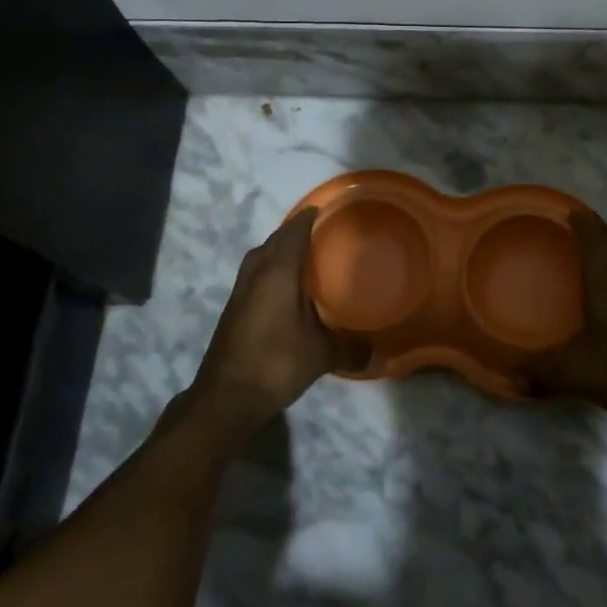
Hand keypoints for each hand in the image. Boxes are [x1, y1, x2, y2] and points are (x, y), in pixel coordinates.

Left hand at [189, 209, 365, 426]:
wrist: (226, 397)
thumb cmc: (276, 363)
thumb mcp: (320, 355)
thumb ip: (351, 348)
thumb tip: (380, 353)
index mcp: (278, 272)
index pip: (293, 232)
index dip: (308, 218)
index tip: (326, 209)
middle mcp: (256, 274)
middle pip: (274, 241)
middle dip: (294, 232)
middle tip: (321, 233)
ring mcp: (240, 292)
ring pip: (260, 258)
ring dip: (278, 251)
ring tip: (304, 258)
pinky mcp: (234, 310)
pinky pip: (254, 276)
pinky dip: (270, 271)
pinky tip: (286, 290)